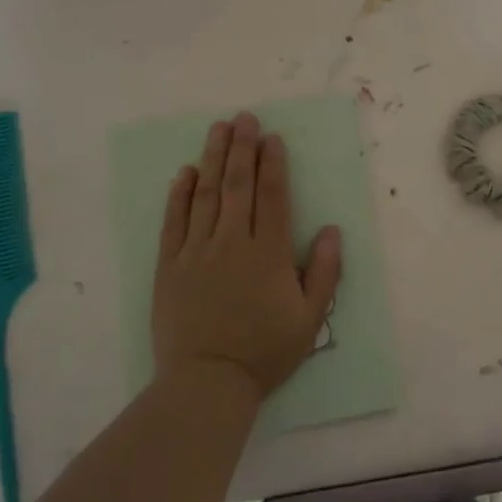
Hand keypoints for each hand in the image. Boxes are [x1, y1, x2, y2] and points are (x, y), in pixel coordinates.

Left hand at [152, 112, 342, 403]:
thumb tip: (331, 230)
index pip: (271, 196)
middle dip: (242, 148)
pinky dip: (179, 195)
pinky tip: (185, 172)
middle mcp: (231, 243)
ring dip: (213, 159)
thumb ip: (324, 272)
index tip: (272, 138)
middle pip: (237, 185)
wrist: (207, 384)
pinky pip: (173, 222)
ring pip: (205, 195)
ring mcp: (196, 252)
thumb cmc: (265, 352)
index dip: (273, 163)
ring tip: (218, 129)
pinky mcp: (169, 267)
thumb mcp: (309, 318)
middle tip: (244, 117)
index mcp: (268, 253)